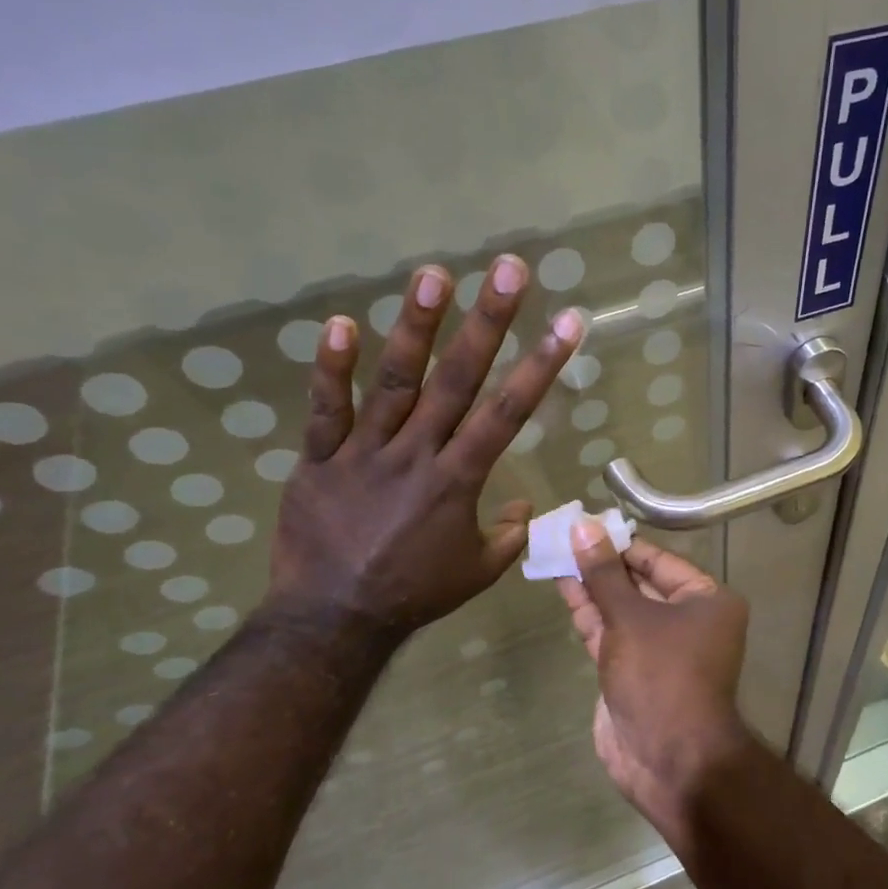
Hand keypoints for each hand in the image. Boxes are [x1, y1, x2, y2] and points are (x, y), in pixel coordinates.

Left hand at [267, 253, 582, 637]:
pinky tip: (340, 323)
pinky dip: (331, 368)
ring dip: (416, 327)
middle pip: (457, 380)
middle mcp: (416, 454)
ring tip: (433, 274)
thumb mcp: (477, 572)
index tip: (567, 323)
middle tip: (507, 270)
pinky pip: (325, 409)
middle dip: (488, 323)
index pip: (508, 413)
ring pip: (394, 382)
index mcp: (458, 480)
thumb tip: (525, 504)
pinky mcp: (320, 458)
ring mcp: (364, 452)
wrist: (333, 618)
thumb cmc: (414, 594)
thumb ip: (508, 535)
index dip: (541, 365)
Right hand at [556, 520, 757, 838]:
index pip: (660, 561)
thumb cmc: (661, 675)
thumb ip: (604, 574)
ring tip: (554, 555)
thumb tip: (583, 528)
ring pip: (621, 609)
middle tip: (563, 537)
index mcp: (707, 601)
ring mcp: (659, 649)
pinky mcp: (633, 672)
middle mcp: (688, 621)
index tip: (586, 525)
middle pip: (639, 583)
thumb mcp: (630, 618)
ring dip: (591, 586)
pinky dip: (589, 614)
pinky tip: (564, 588)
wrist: (668, 758)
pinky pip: (611, 634)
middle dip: (602, 564)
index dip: (621, 543)